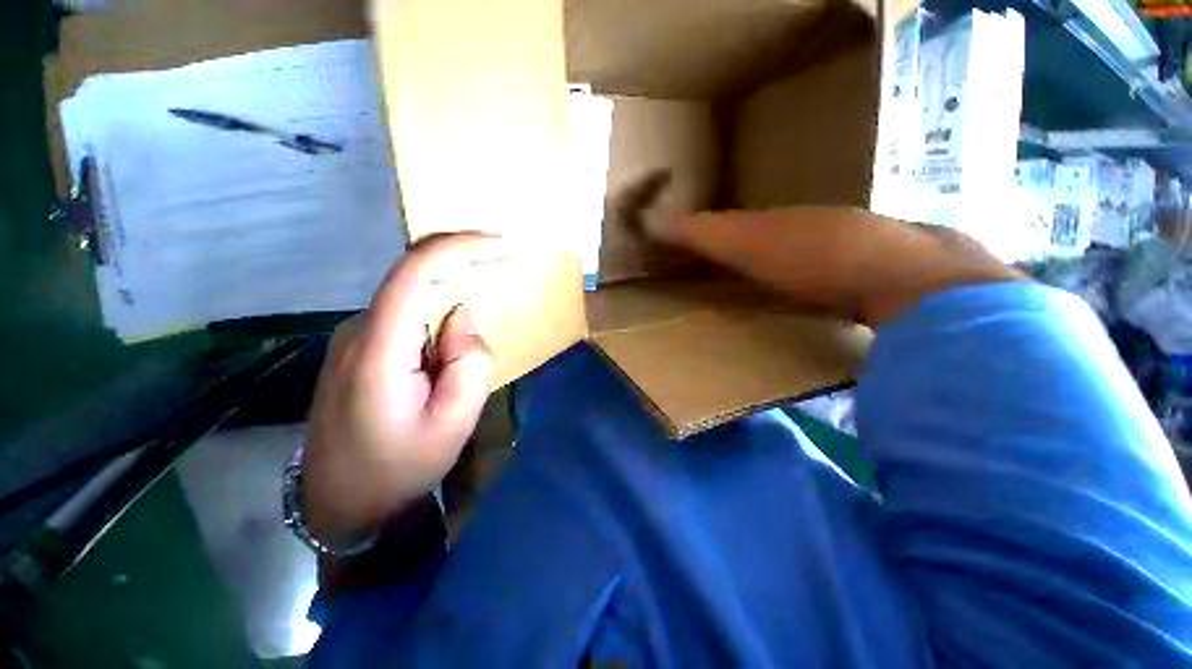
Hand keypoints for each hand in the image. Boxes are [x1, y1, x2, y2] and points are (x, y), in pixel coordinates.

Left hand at [301, 233, 505, 547]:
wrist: (341, 505)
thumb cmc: (399, 469)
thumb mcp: (454, 423)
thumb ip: (469, 362)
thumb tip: (459, 317)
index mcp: (378, 350)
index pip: (414, 273)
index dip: (458, 247)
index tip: (501, 245)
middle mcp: (359, 331)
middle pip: (414, 280)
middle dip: (462, 271)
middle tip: (500, 278)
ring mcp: (353, 339)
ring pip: (413, 302)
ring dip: (449, 315)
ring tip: (456, 368)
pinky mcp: (358, 350)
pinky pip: (405, 319)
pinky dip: (435, 325)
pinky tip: (440, 367)